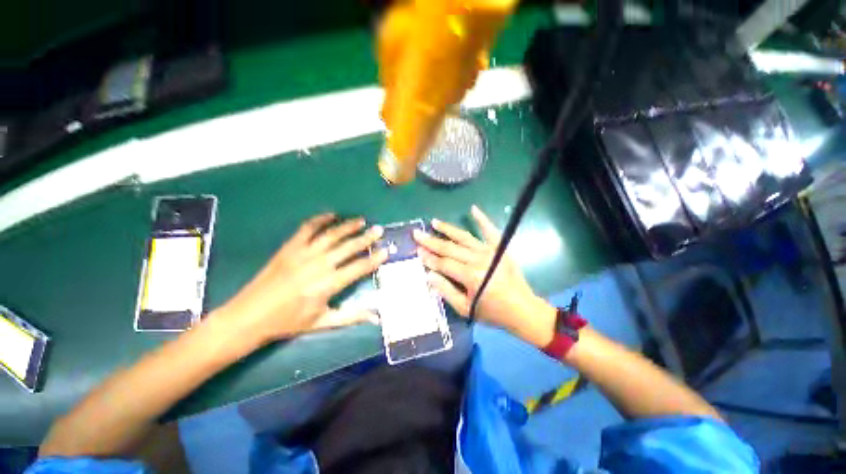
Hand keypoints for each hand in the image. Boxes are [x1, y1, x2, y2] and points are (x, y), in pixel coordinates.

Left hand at [220, 213, 387, 343]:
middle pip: (348, 247)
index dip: (375, 259)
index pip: (359, 267)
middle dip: (366, 238)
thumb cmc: (288, 322)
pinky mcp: (289, 247)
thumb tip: (376, 316)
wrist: (249, 316)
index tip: (387, 250)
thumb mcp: (322, 322)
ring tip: (361, 221)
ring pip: (331, 235)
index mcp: (328, 284)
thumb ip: (351, 316)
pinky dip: (320, 219)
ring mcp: (303, 253)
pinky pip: (307, 228)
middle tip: (378, 230)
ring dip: (348, 226)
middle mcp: (319, 265)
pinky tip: (331, 214)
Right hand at [413, 206, 555, 346]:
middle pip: (450, 248)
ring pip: (464, 237)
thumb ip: (446, 291)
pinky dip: (482, 219)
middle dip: (432, 241)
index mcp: (471, 276)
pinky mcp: (500, 248)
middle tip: (417, 233)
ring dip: (448, 229)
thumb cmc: (492, 312)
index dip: (429, 258)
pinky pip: (490, 231)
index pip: (444, 263)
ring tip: (434, 222)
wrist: (523, 310)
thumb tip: (429, 275)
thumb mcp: (466, 309)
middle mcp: (479, 260)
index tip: (417, 250)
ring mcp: (491, 251)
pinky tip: (473, 209)